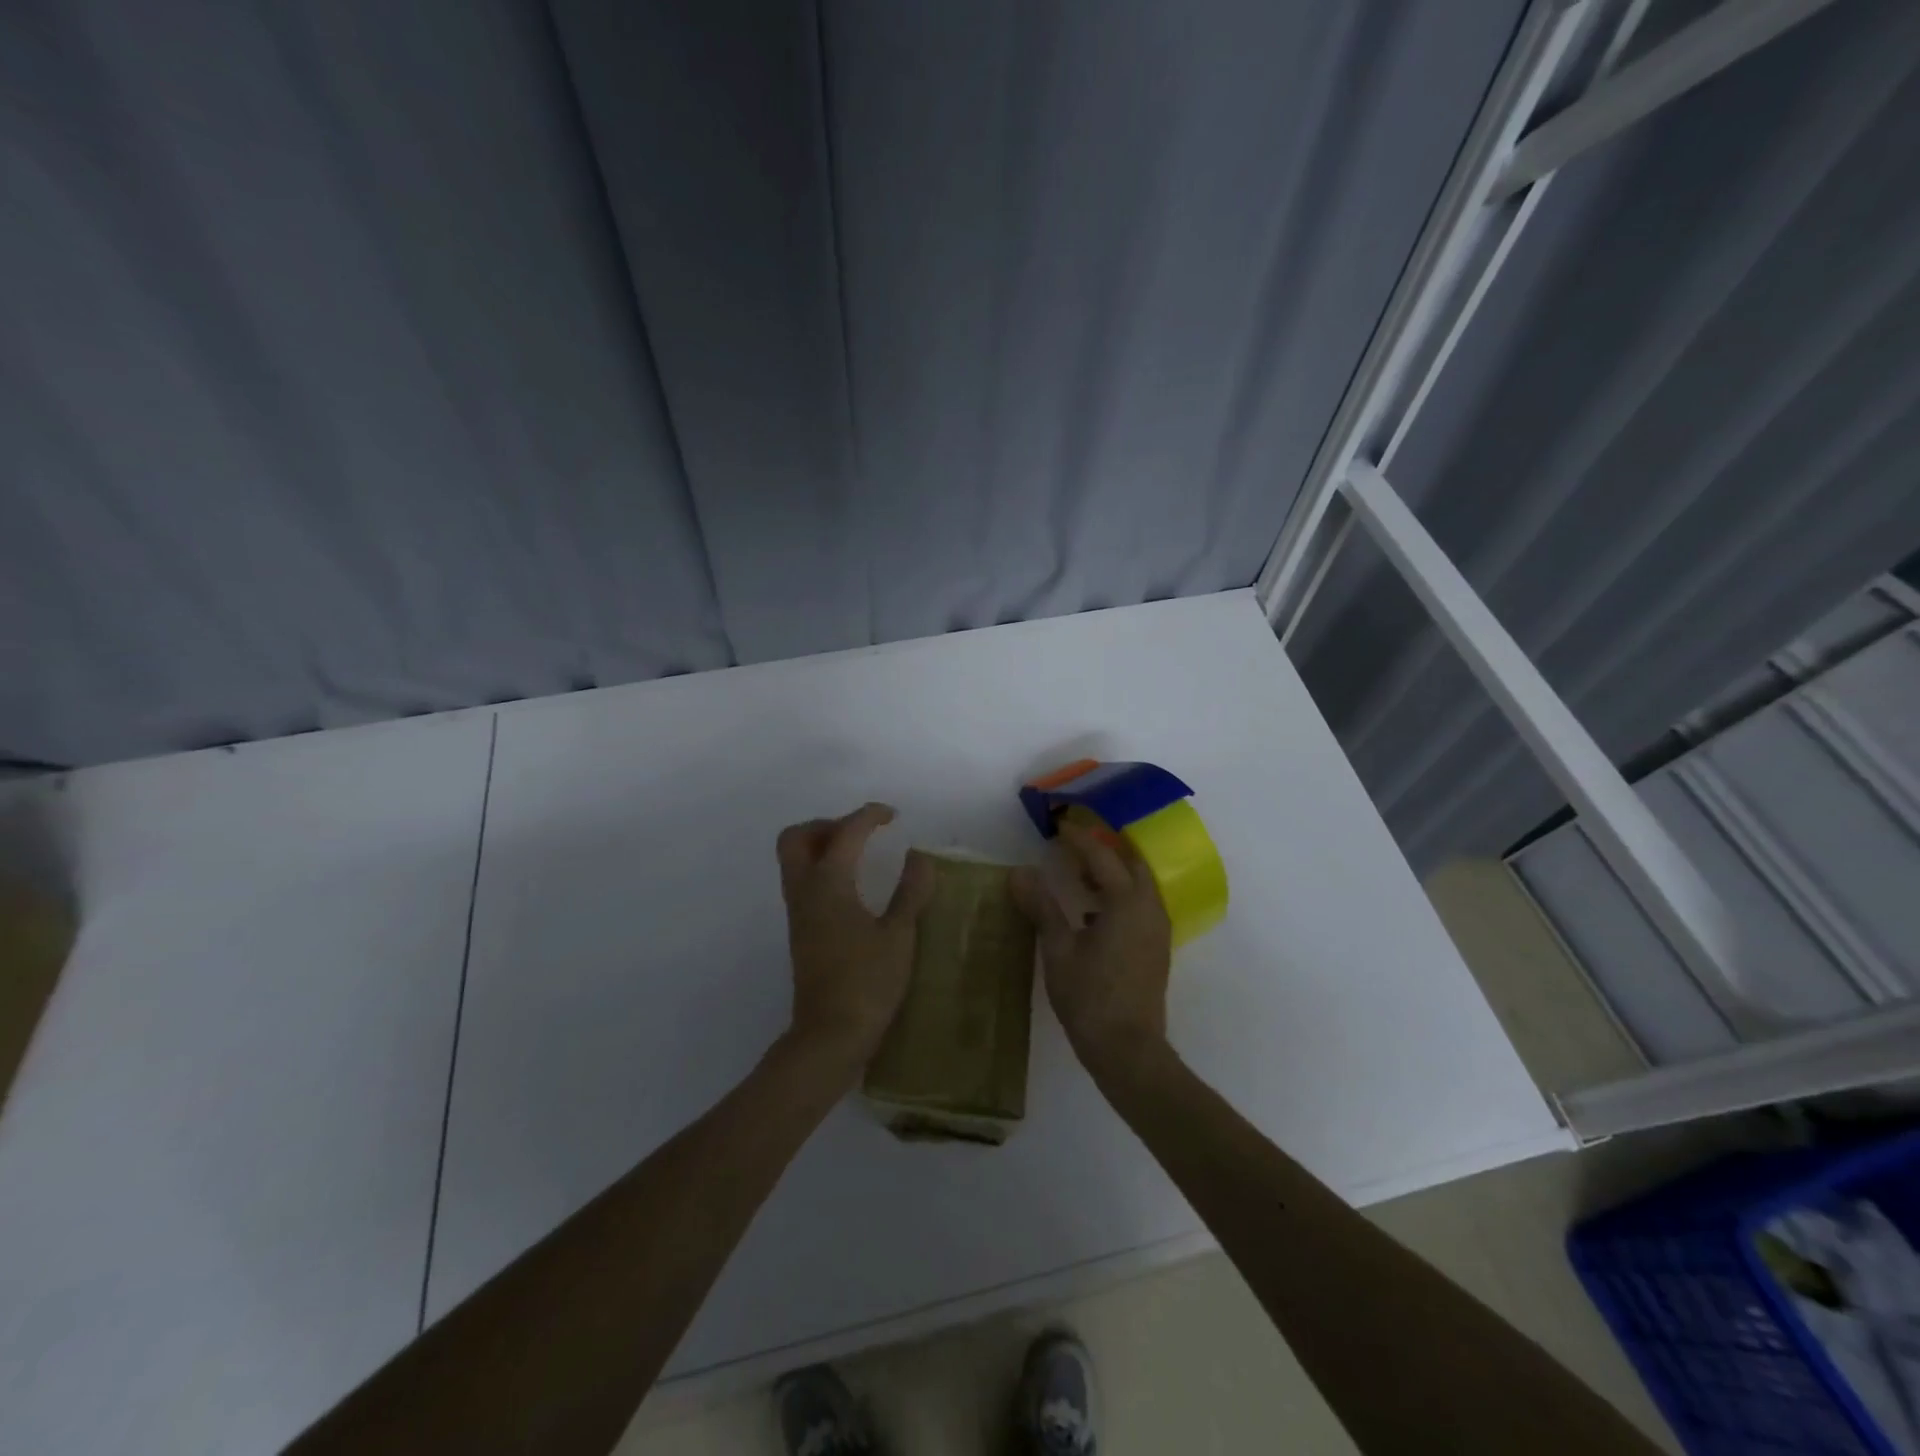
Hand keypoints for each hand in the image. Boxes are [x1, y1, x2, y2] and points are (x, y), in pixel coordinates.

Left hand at [775, 803, 934, 1079]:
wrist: (830, 1035)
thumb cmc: (868, 982)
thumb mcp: (899, 934)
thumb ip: (911, 891)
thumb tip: (919, 857)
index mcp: (829, 884)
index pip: (845, 832)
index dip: (869, 816)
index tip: (892, 816)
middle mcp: (805, 891)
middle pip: (797, 838)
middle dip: (827, 824)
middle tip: (861, 833)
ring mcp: (798, 913)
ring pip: (794, 860)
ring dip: (821, 846)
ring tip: (860, 855)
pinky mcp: (800, 931)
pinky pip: (802, 882)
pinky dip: (822, 869)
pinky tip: (853, 887)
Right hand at [1010, 821, 1172, 1077]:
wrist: (1128, 1050)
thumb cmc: (1090, 997)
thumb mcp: (1059, 950)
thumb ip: (1042, 907)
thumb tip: (1020, 872)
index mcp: (1126, 902)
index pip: (1102, 857)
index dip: (1079, 839)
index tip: (1059, 826)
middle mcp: (1149, 908)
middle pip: (1131, 863)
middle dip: (1105, 849)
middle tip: (1074, 845)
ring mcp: (1157, 929)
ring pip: (1139, 885)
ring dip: (1113, 873)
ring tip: (1080, 874)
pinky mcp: (1156, 948)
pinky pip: (1141, 905)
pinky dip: (1119, 896)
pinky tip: (1093, 912)